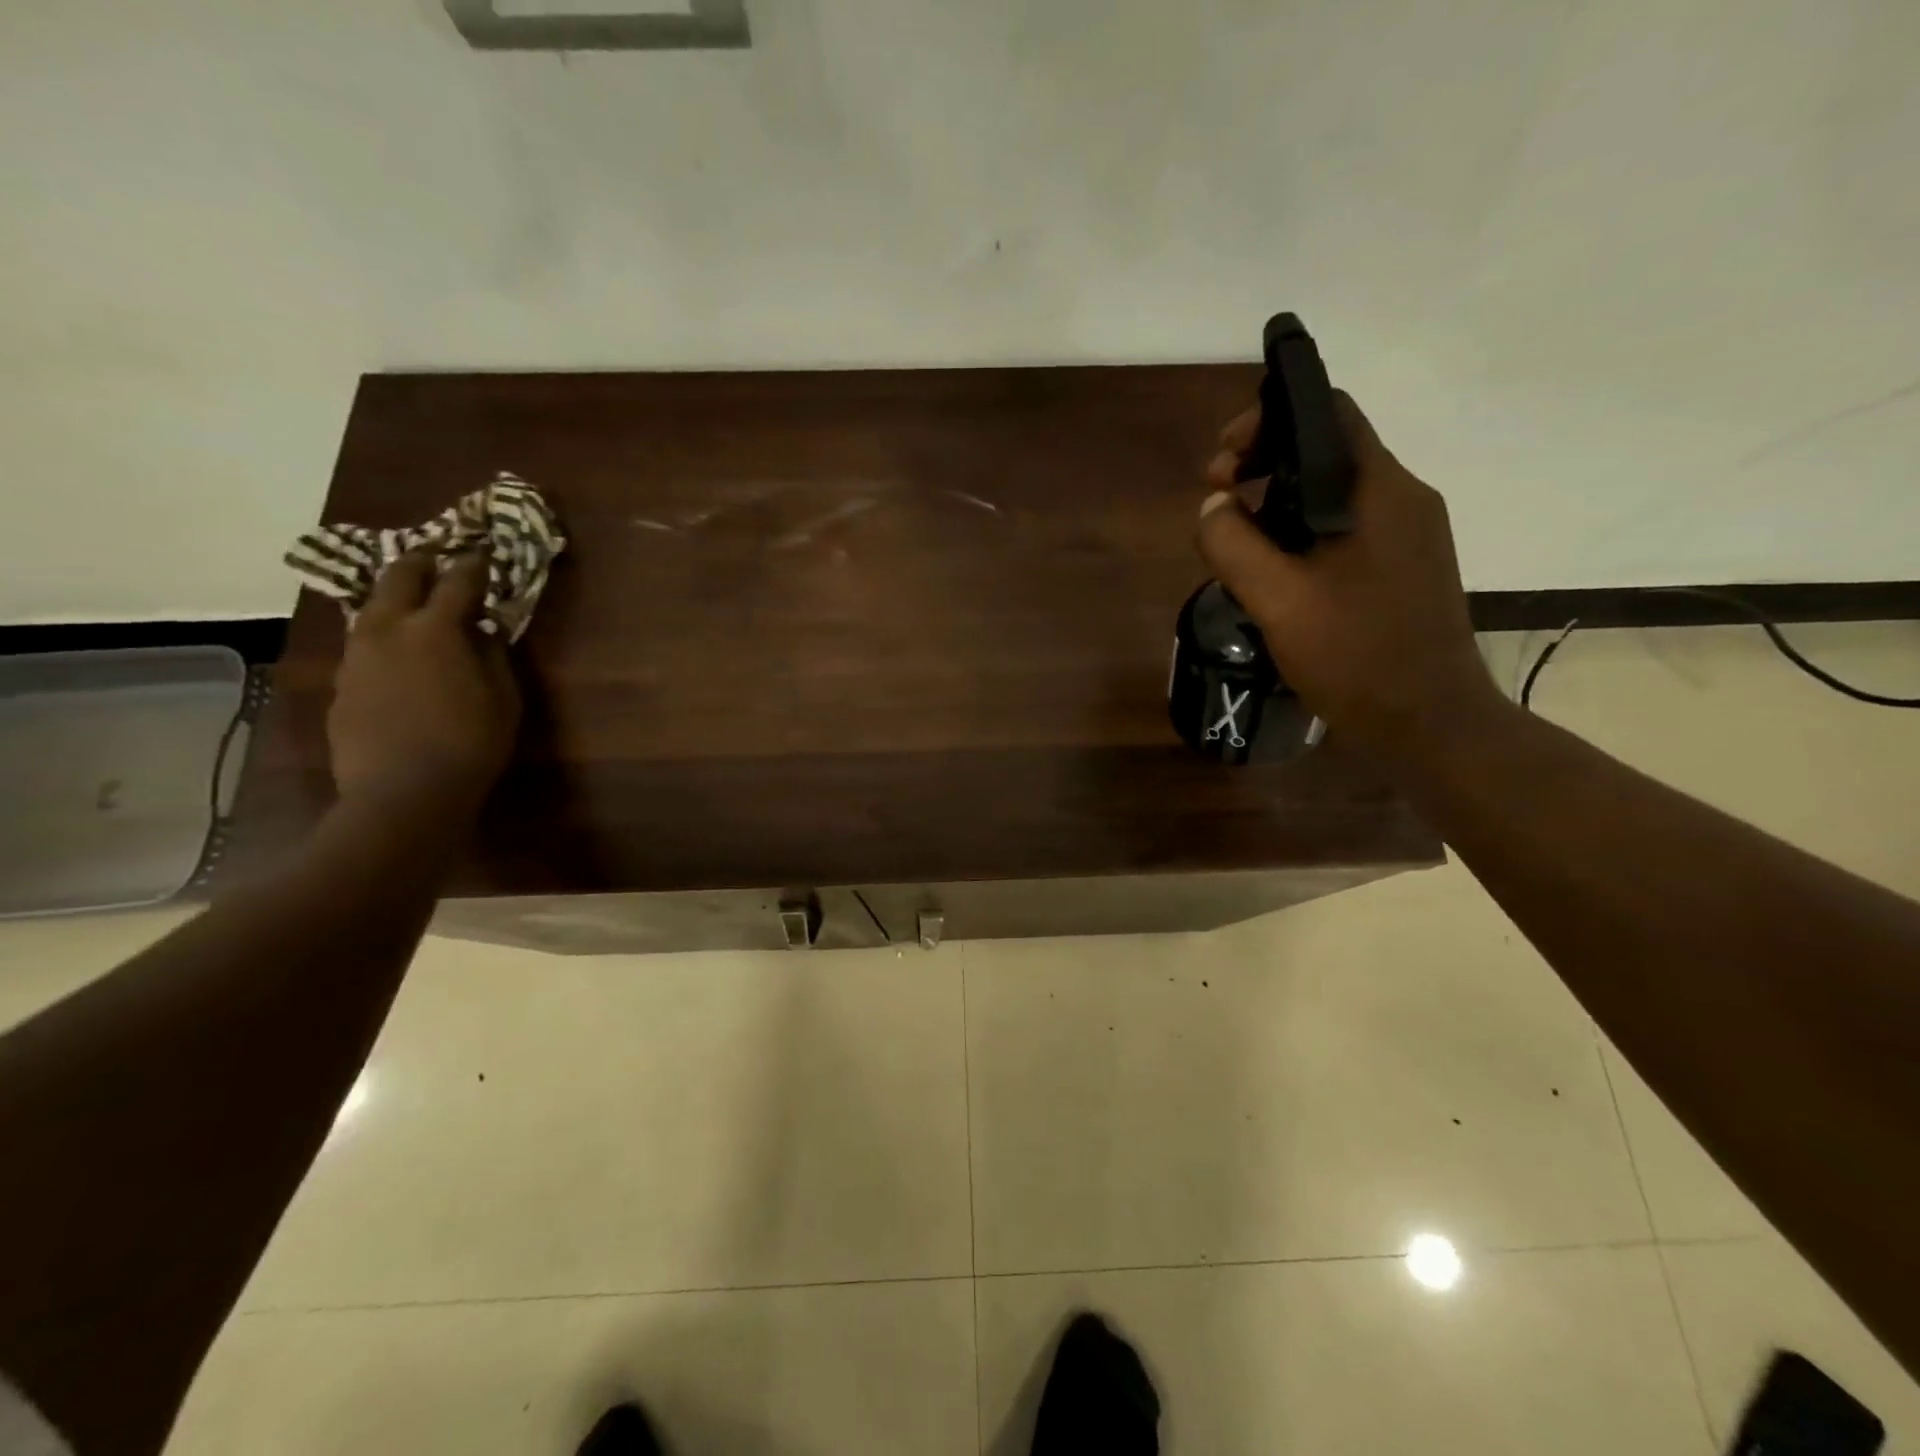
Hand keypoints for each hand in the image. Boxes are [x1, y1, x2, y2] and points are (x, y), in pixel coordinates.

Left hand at [328, 552, 521, 812]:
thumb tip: (485, 628)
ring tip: (415, 604)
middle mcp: (388, 630)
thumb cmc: (471, 744)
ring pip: (372, 610)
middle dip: (422, 563)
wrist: (402, 793)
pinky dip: (384, 638)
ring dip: (395, 599)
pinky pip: (363, 646)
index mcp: (435, 629)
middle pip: (399, 578)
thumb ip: (494, 655)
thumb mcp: (504, 698)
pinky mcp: (341, 684)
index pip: (458, 581)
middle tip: (439, 559)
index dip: (474, 564)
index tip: (486, 553)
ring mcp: (357, 656)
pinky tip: (398, 657)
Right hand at [1196, 392, 1499, 765]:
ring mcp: (1409, 535)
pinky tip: (1277, 575)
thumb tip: (1213, 506)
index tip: (1222, 464)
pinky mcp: (1404, 568)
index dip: (1266, 421)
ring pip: (1333, 494)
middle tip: (1217, 502)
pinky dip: (1303, 534)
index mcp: (1379, 490)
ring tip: (1238, 544)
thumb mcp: (1277, 599)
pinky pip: (1346, 530)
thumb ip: (1234, 544)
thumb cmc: (1355, 655)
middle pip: (1327, 451)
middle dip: (1263, 465)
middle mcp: (1403, 498)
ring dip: (1279, 504)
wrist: (1428, 722)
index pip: (1327, 412)